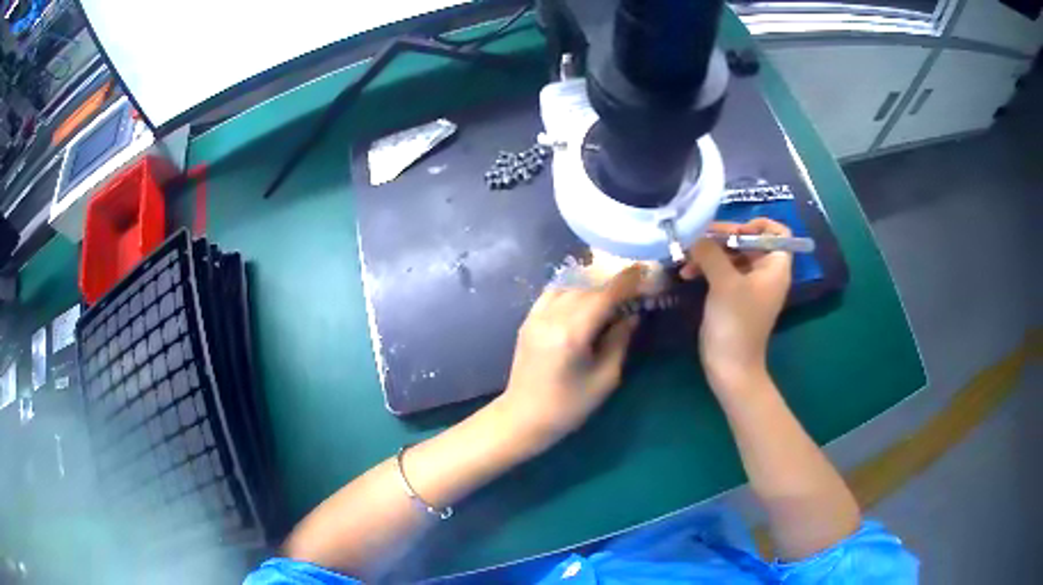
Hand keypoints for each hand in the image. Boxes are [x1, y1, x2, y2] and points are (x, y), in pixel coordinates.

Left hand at [495, 266, 643, 453]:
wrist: (524, 417)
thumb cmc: (569, 406)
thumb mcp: (605, 378)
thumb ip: (620, 341)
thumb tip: (632, 315)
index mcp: (572, 333)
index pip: (604, 296)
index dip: (626, 281)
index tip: (643, 269)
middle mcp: (551, 317)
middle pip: (587, 289)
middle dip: (611, 287)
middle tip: (632, 291)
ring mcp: (535, 317)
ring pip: (569, 288)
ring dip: (591, 289)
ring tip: (609, 298)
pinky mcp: (527, 321)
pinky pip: (552, 295)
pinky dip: (571, 292)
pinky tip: (582, 301)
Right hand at [681, 218, 791, 396]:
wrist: (731, 367)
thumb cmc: (736, 322)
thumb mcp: (724, 282)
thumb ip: (711, 252)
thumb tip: (696, 235)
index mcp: (775, 267)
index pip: (777, 232)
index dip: (758, 225)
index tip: (734, 230)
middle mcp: (766, 273)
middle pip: (749, 241)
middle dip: (722, 237)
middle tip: (697, 238)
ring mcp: (750, 286)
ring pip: (732, 256)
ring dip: (710, 253)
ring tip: (686, 258)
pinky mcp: (735, 297)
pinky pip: (723, 272)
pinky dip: (707, 268)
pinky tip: (686, 273)